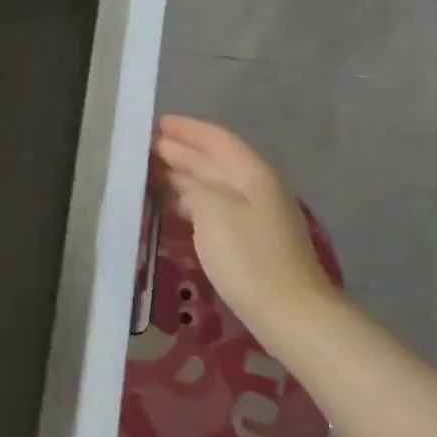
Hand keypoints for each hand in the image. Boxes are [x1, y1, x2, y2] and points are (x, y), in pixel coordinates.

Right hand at [153, 115, 336, 344]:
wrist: (290, 313)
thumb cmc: (249, 256)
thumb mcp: (213, 211)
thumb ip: (194, 186)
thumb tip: (185, 182)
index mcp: (251, 173)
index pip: (217, 140)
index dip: (188, 130)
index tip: (158, 124)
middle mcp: (256, 188)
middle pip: (215, 161)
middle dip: (181, 151)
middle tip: (146, 147)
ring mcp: (256, 216)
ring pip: (214, 186)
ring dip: (184, 176)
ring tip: (152, 173)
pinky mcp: (251, 242)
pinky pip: (215, 209)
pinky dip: (192, 202)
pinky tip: (175, 208)